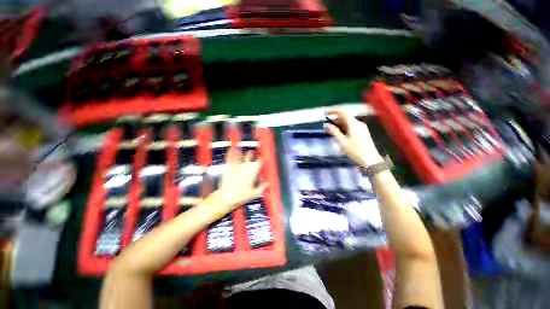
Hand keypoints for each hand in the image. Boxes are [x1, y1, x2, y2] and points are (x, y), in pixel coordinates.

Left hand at [210, 148, 266, 213]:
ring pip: (239, 157)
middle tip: (252, 152)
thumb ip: (262, 188)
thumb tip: (268, 183)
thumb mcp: (254, 194)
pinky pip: (230, 160)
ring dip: (241, 153)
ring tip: (242, 149)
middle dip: (251, 154)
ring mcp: (235, 168)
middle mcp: (244, 169)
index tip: (262, 157)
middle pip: (248, 159)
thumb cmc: (241, 197)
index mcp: (251, 175)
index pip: (258, 164)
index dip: (261, 160)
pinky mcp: (228, 169)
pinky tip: (231, 150)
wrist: (226, 198)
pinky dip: (231, 154)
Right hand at [325, 110, 382, 166]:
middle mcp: (358, 123)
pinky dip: (344, 128)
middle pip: (345, 117)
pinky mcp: (362, 132)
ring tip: (331, 133)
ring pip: (348, 122)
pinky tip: (340, 135)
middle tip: (327, 128)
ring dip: (339, 125)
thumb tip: (326, 125)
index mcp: (353, 124)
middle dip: (335, 120)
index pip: (343, 112)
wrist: (370, 160)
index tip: (325, 113)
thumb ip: (334, 132)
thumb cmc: (355, 151)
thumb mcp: (342, 142)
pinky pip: (351, 126)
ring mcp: (361, 127)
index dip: (334, 110)